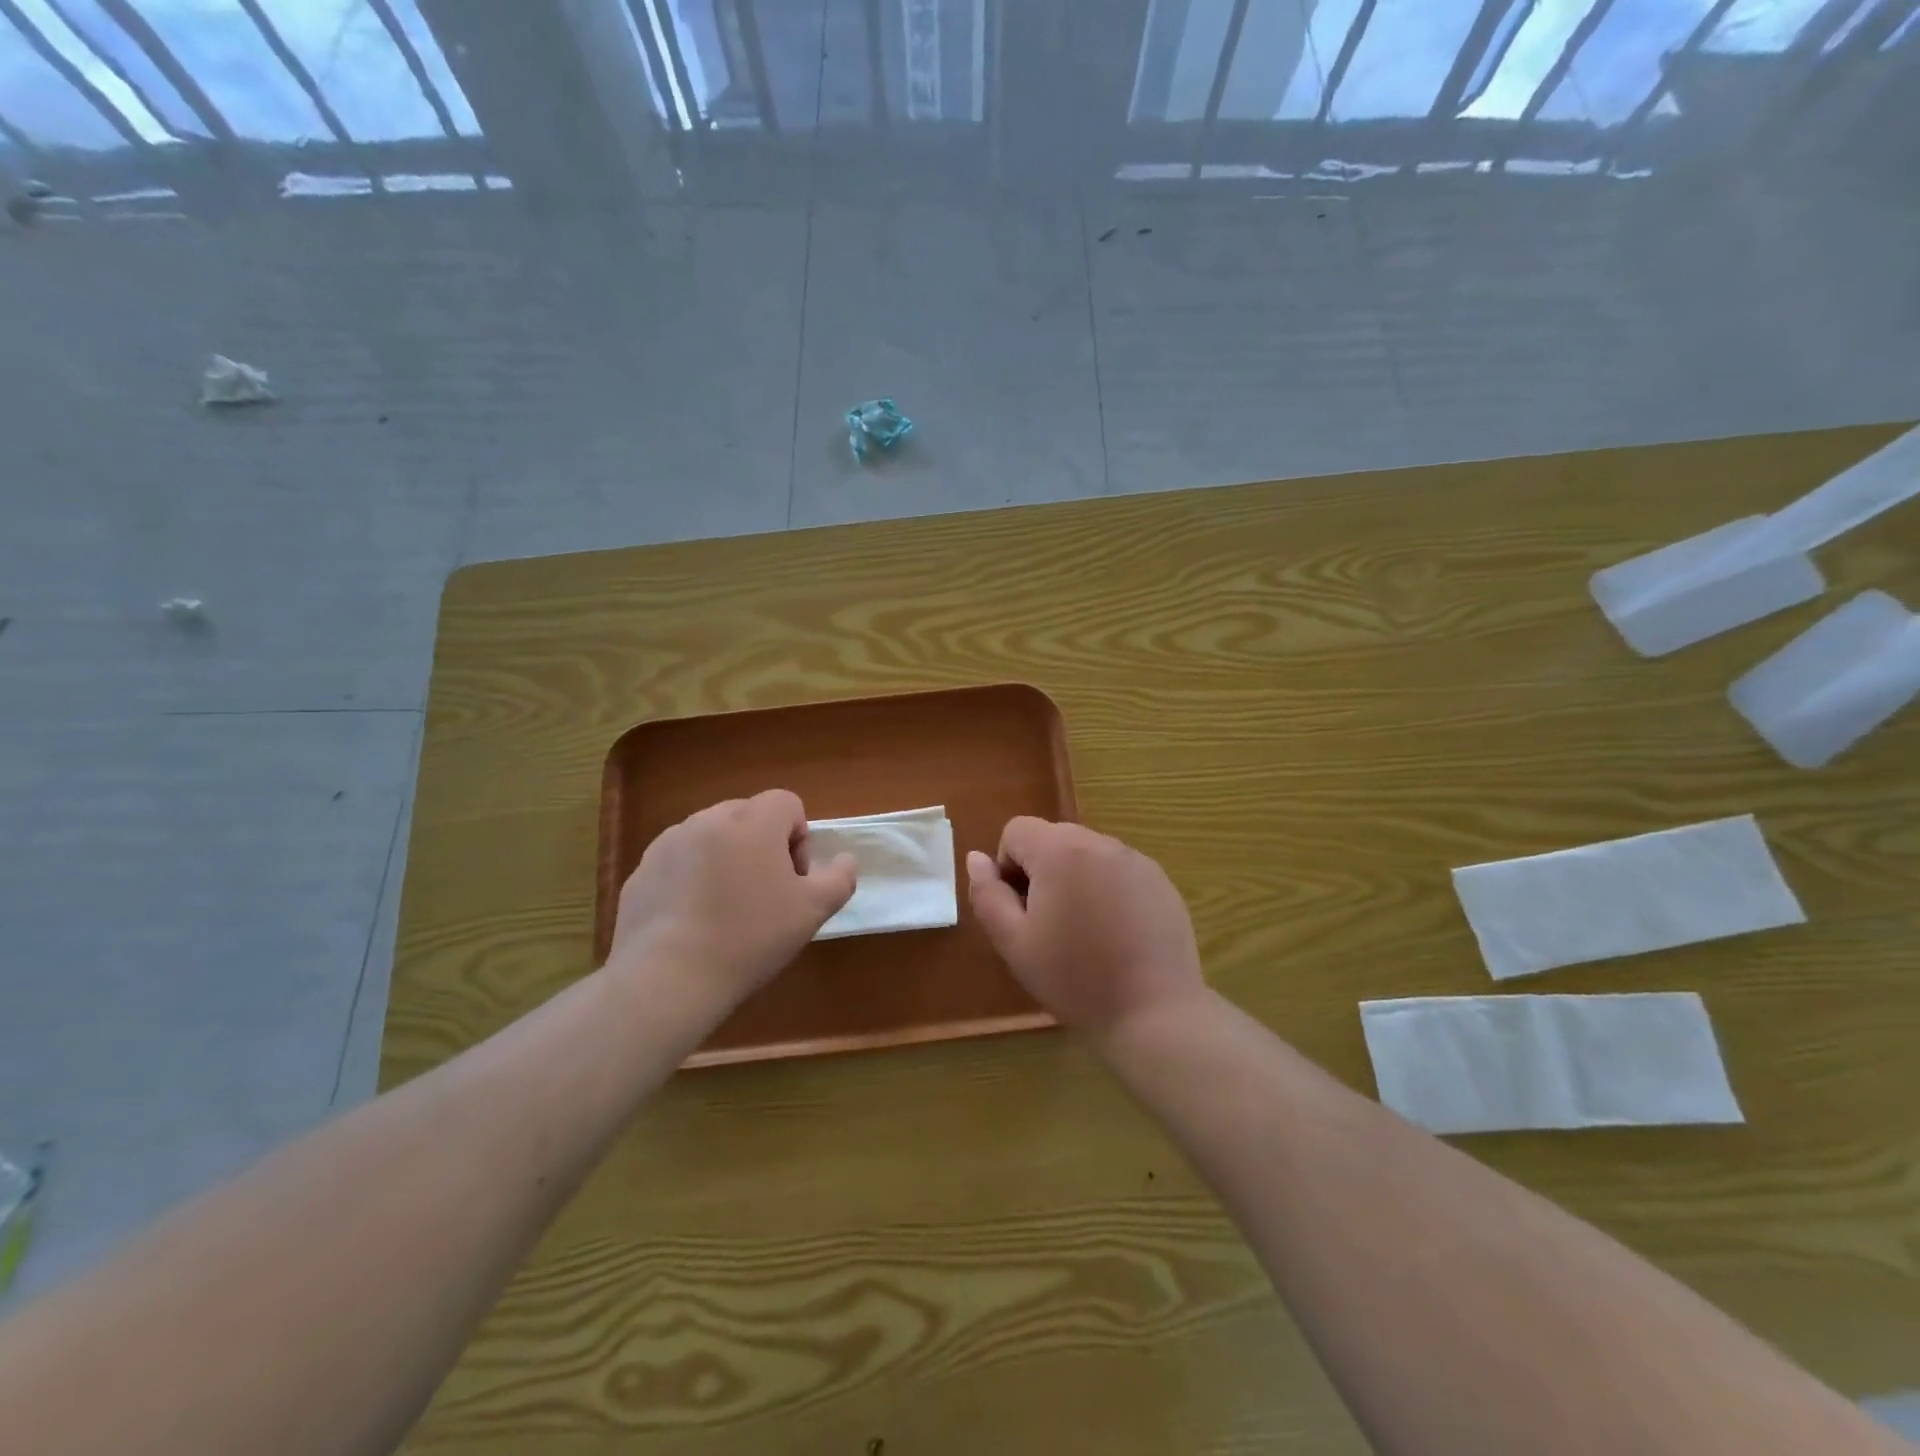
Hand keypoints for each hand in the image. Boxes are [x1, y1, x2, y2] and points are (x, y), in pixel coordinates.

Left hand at [610, 790, 856, 1015]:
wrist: (667, 978)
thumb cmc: (750, 937)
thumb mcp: (812, 911)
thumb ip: (839, 878)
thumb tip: (845, 859)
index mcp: (752, 821)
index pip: (787, 803)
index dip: (799, 839)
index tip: (793, 881)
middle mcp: (708, 820)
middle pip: (748, 817)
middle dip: (762, 847)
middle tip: (764, 896)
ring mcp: (669, 844)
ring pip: (711, 838)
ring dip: (726, 860)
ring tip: (725, 911)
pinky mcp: (641, 871)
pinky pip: (679, 862)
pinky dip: (691, 880)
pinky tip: (692, 923)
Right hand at [966, 817, 1203, 1034]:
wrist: (1153, 1013)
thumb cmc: (1074, 978)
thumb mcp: (1013, 942)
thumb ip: (987, 894)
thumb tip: (976, 859)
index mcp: (1060, 851)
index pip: (1017, 830)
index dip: (1007, 866)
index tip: (1020, 910)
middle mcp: (1100, 842)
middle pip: (1053, 838)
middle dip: (1041, 871)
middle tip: (1048, 924)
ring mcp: (1136, 860)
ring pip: (1087, 853)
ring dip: (1075, 879)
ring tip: (1084, 931)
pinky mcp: (1160, 880)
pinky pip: (1118, 870)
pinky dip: (1107, 889)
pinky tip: (1116, 934)